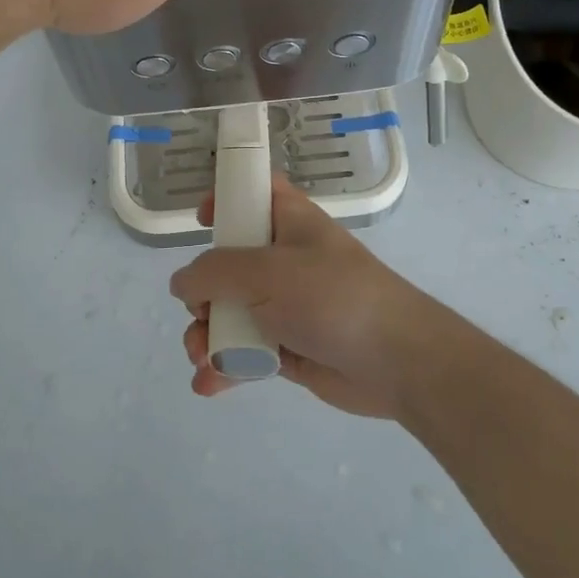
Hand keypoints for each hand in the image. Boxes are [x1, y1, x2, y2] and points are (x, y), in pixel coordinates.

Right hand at [168, 175, 442, 418]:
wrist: (396, 362)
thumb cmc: (332, 298)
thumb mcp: (267, 273)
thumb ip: (214, 273)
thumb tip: (181, 284)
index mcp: (289, 222)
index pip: (255, 193)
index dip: (226, 199)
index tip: (202, 221)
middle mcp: (285, 260)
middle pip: (228, 263)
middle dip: (201, 293)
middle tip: (201, 313)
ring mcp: (286, 305)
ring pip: (230, 312)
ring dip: (207, 336)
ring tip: (202, 359)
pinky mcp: (288, 347)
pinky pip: (244, 351)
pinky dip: (225, 366)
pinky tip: (208, 384)